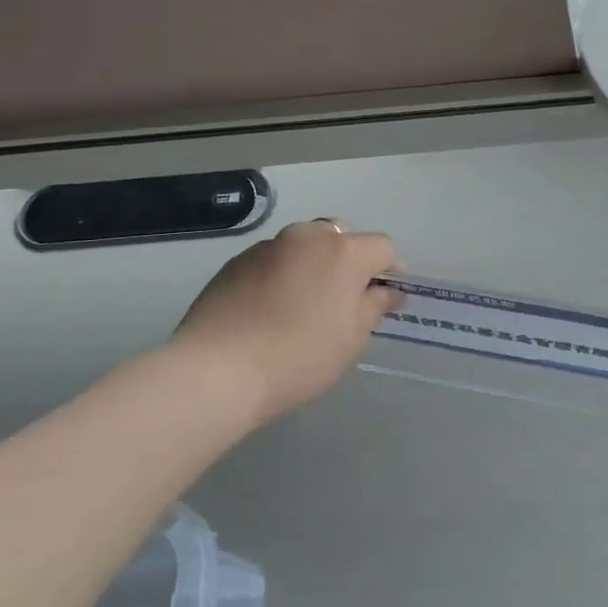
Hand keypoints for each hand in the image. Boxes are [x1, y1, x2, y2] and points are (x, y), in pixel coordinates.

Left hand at [171, 219, 400, 423]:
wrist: (217, 369)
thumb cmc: (300, 356)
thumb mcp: (351, 338)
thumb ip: (374, 306)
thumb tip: (388, 290)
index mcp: (343, 251)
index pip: (382, 247)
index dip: (390, 271)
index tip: (384, 299)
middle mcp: (307, 236)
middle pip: (341, 237)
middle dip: (350, 261)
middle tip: (344, 300)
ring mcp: (267, 246)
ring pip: (303, 246)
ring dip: (313, 265)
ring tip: (303, 306)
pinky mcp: (236, 262)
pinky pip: (273, 261)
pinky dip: (282, 275)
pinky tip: (270, 310)